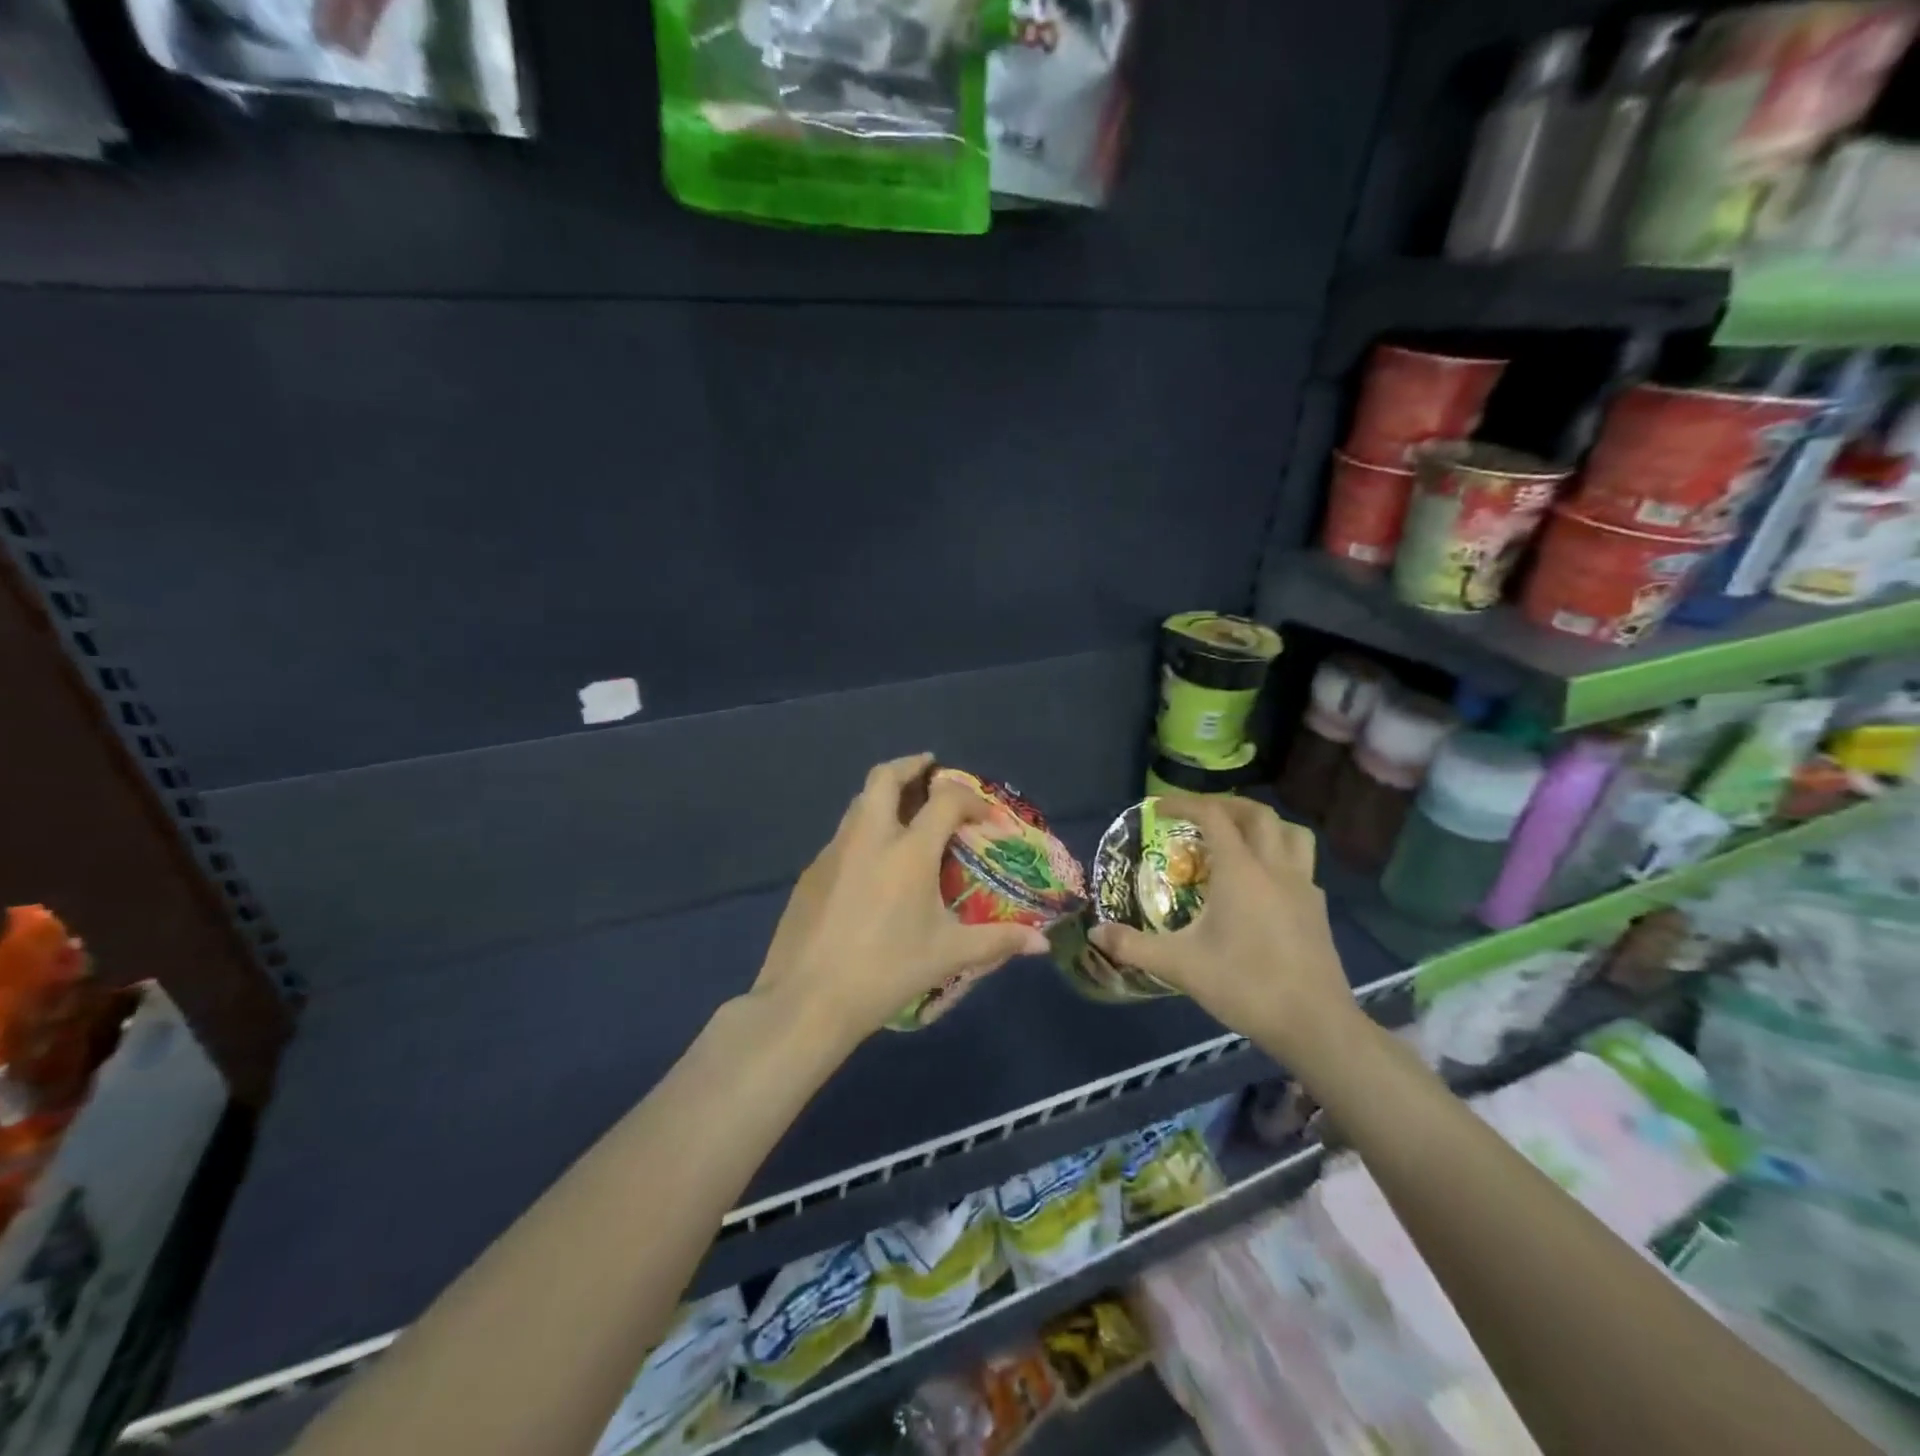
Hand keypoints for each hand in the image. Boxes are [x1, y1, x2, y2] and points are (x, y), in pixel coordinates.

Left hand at [752, 754, 1049, 1046]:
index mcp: (908, 850)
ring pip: (859, 803)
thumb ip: (997, 941)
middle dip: (911, 766)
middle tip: (930, 770)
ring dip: (884, 796)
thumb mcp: (948, 955)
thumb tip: (1040, 945)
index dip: (971, 801)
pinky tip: (872, 866)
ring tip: (905, 815)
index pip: (945, 800)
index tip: (985, 820)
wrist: (807, 999)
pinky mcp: (811, 873)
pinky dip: (864, 832)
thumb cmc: (886, 971)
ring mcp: (834, 851)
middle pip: (885, 777)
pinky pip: (842, 836)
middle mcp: (869, 837)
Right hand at [1089, 795, 1353, 1060]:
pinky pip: (1302, 864)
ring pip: (1291, 833)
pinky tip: (1265, 882)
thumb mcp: (1179, 966)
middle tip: (1198, 815)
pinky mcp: (1318, 910)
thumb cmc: (1245, 985)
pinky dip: (1281, 856)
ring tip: (1239, 836)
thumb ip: (1133, 946)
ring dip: (1263, 824)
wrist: (1314, 1024)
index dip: (1184, 804)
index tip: (1158, 809)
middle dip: (1225, 805)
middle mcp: (1275, 868)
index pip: (1213, 817)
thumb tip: (1094, 933)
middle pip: (1257, 814)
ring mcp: (1303, 887)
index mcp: (1241, 871)